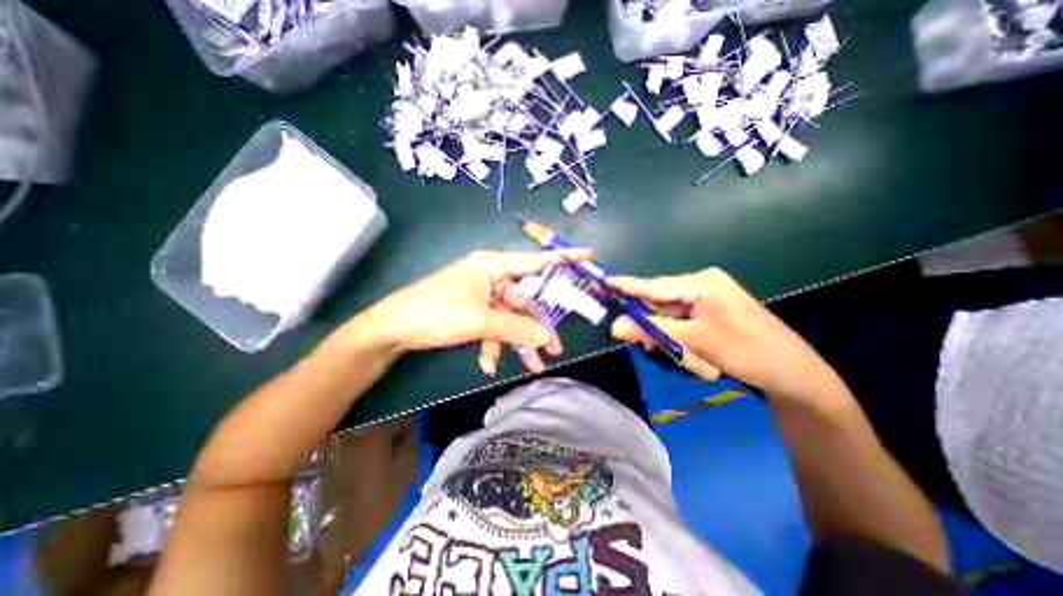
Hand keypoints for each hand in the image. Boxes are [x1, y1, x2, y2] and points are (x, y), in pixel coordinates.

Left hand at [356, 249, 589, 375]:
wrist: (393, 328)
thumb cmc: (436, 313)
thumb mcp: (479, 322)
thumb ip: (515, 328)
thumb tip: (545, 337)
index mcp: (493, 266)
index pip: (535, 261)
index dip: (563, 259)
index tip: (589, 255)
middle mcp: (492, 277)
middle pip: (525, 300)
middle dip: (537, 326)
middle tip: (554, 348)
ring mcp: (483, 295)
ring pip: (511, 318)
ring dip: (517, 342)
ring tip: (531, 365)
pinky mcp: (475, 310)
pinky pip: (494, 326)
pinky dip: (494, 344)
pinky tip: (487, 364)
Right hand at [610, 267, 843, 399]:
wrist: (790, 371)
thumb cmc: (744, 350)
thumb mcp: (693, 340)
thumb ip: (652, 330)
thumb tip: (615, 326)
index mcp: (702, 282)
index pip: (656, 285)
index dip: (629, 287)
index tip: (605, 283)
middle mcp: (703, 283)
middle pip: (661, 298)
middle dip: (645, 317)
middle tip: (629, 335)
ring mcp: (708, 295)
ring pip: (669, 310)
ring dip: (659, 328)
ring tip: (654, 346)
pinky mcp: (710, 309)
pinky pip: (681, 317)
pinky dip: (672, 330)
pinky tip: (671, 344)